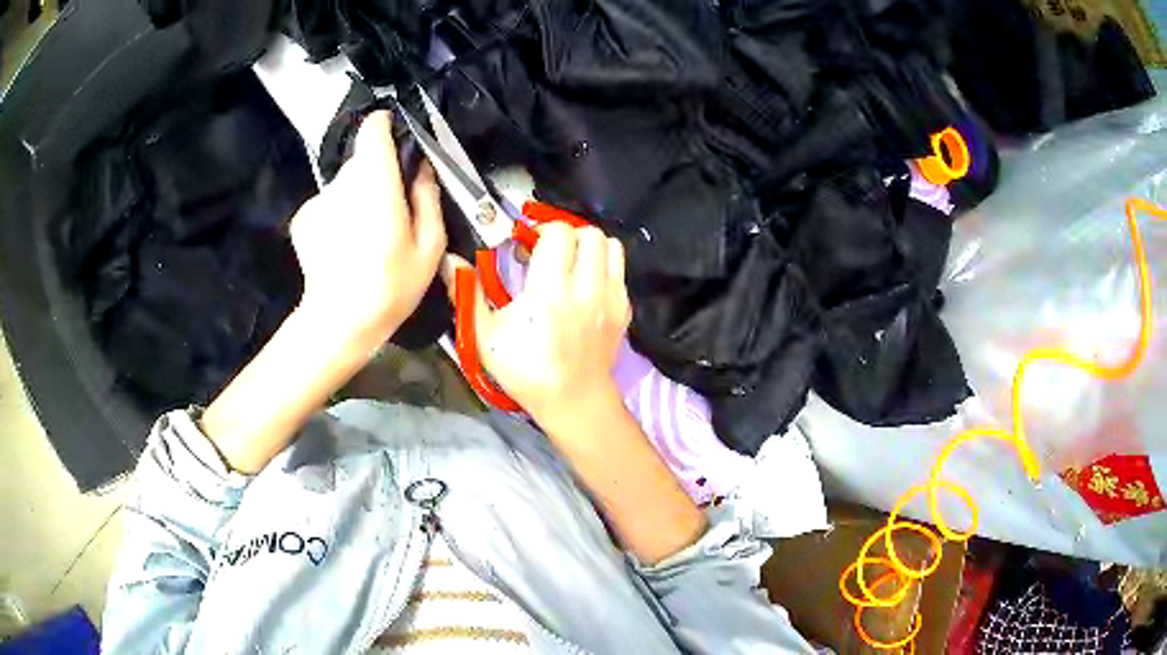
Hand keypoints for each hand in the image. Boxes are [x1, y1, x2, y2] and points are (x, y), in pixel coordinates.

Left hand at [290, 110, 445, 338]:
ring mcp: (318, 200)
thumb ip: (427, 196)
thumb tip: (422, 167)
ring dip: (357, 199)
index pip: (373, 129)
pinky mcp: (302, 218)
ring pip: (345, 185)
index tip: (398, 142)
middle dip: (378, 176)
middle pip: (362, 161)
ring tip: (366, 238)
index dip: (386, 127)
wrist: (338, 323)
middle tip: (392, 211)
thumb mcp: (429, 246)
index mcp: (376, 181)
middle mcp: (342, 181)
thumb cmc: (391, 286)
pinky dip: (337, 217)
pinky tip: (342, 248)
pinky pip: (328, 205)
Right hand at [446, 223, 630, 427]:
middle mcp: (587, 288)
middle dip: (565, 234)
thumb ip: (467, 295)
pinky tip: (583, 284)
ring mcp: (611, 297)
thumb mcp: (485, 338)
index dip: (539, 231)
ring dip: (587, 246)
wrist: (575, 401)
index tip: (524, 247)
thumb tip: (450, 261)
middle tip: (547, 252)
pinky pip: (618, 268)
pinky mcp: (624, 308)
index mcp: (550, 292)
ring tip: (569, 262)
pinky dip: (601, 265)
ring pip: (609, 245)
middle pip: (588, 233)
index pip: (558, 234)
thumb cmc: (526, 372)